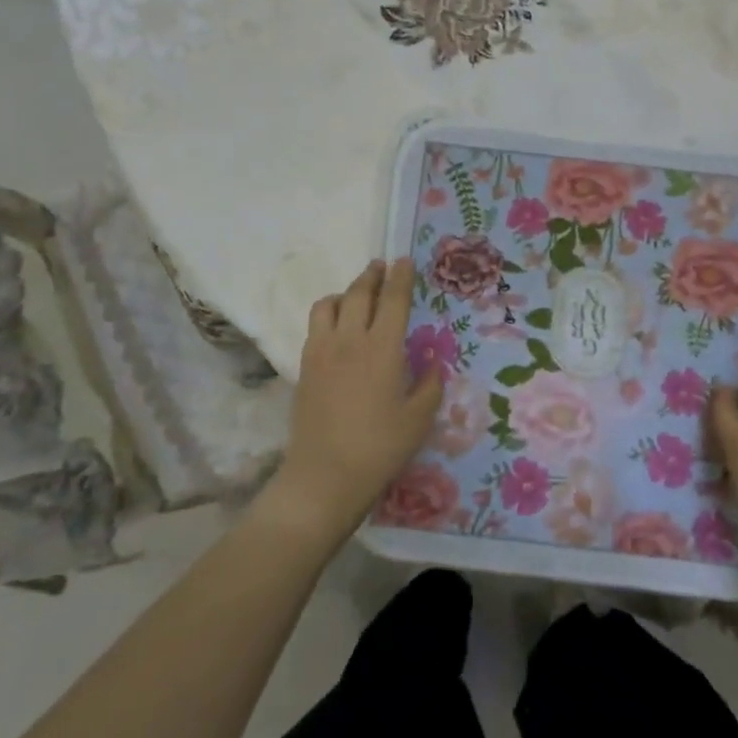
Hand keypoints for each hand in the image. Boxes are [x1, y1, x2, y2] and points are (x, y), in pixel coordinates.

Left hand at [259, 259, 443, 541]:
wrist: (324, 476)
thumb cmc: (380, 448)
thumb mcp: (419, 419)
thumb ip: (429, 384)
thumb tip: (432, 362)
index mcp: (382, 348)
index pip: (393, 300)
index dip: (400, 277)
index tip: (404, 261)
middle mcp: (349, 340)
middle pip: (359, 293)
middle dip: (372, 275)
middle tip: (382, 266)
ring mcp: (321, 351)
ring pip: (329, 304)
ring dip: (346, 292)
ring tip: (357, 297)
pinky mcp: (305, 366)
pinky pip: (315, 325)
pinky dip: (329, 314)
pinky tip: (338, 329)